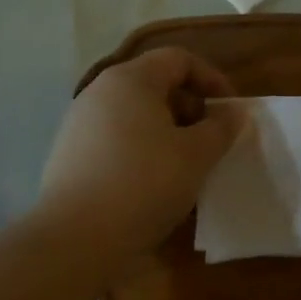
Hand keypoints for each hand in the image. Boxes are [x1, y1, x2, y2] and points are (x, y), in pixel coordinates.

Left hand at [40, 48, 243, 253]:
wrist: (75, 240)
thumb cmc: (144, 184)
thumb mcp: (196, 155)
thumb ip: (220, 128)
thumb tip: (231, 113)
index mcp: (130, 80)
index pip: (178, 59)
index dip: (211, 79)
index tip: (230, 111)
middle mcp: (100, 92)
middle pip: (155, 84)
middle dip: (190, 107)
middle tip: (211, 140)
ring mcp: (79, 124)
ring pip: (135, 114)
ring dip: (167, 131)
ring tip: (186, 165)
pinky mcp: (69, 155)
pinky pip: (116, 139)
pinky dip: (141, 150)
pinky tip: (152, 184)